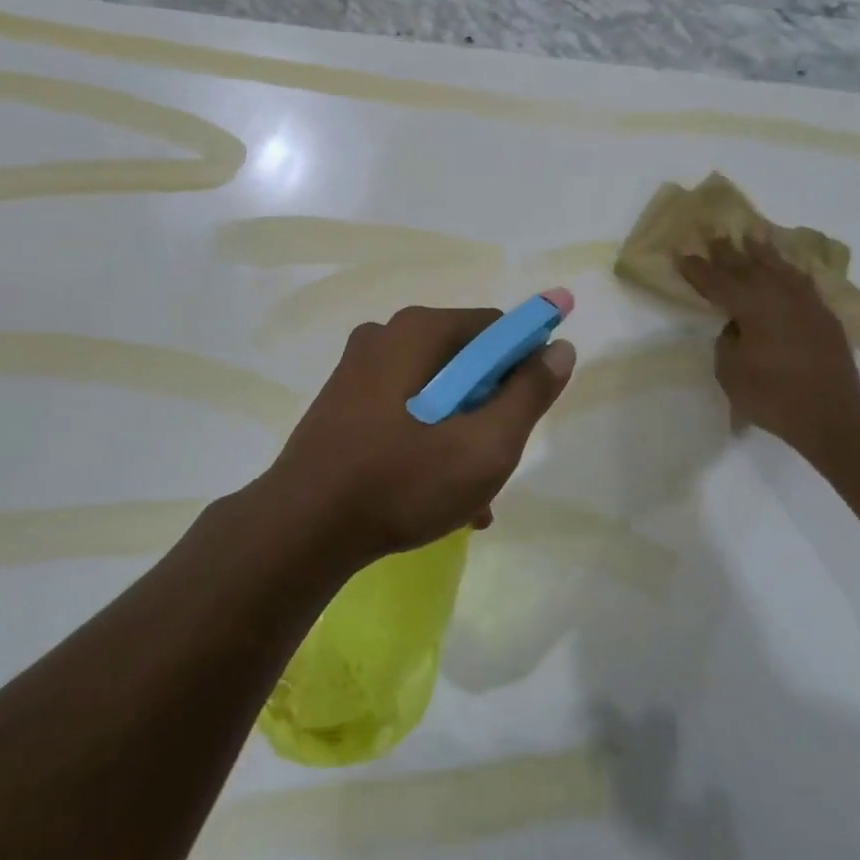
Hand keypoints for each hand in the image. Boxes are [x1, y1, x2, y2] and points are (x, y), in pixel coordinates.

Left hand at [264, 306, 576, 566]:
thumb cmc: (401, 482)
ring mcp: (358, 370)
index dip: (526, 362)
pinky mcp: (342, 403)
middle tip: (499, 459)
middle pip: (464, 362)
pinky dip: (428, 442)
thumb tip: (560, 349)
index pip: (495, 328)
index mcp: (418, 331)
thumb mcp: (484, 445)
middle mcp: (385, 336)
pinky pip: (405, 411)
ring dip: (462, 434)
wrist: (299, 530)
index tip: (535, 407)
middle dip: (490, 408)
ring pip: (435, 393)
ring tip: (473, 497)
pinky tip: (439, 496)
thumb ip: (529, 394)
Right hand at [676, 238, 859, 463]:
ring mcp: (805, 302)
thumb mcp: (730, 372)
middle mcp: (778, 295)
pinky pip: (801, 280)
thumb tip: (738, 325)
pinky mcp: (823, 315)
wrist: (833, 416)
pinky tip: (786, 267)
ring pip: (778, 267)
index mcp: (751, 306)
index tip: (682, 253)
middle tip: (712, 234)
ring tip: (750, 236)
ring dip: (761, 252)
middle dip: (726, 251)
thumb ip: (728, 340)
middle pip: (747, 266)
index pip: (717, 282)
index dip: (697, 269)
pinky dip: (789, 270)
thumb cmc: (773, 396)